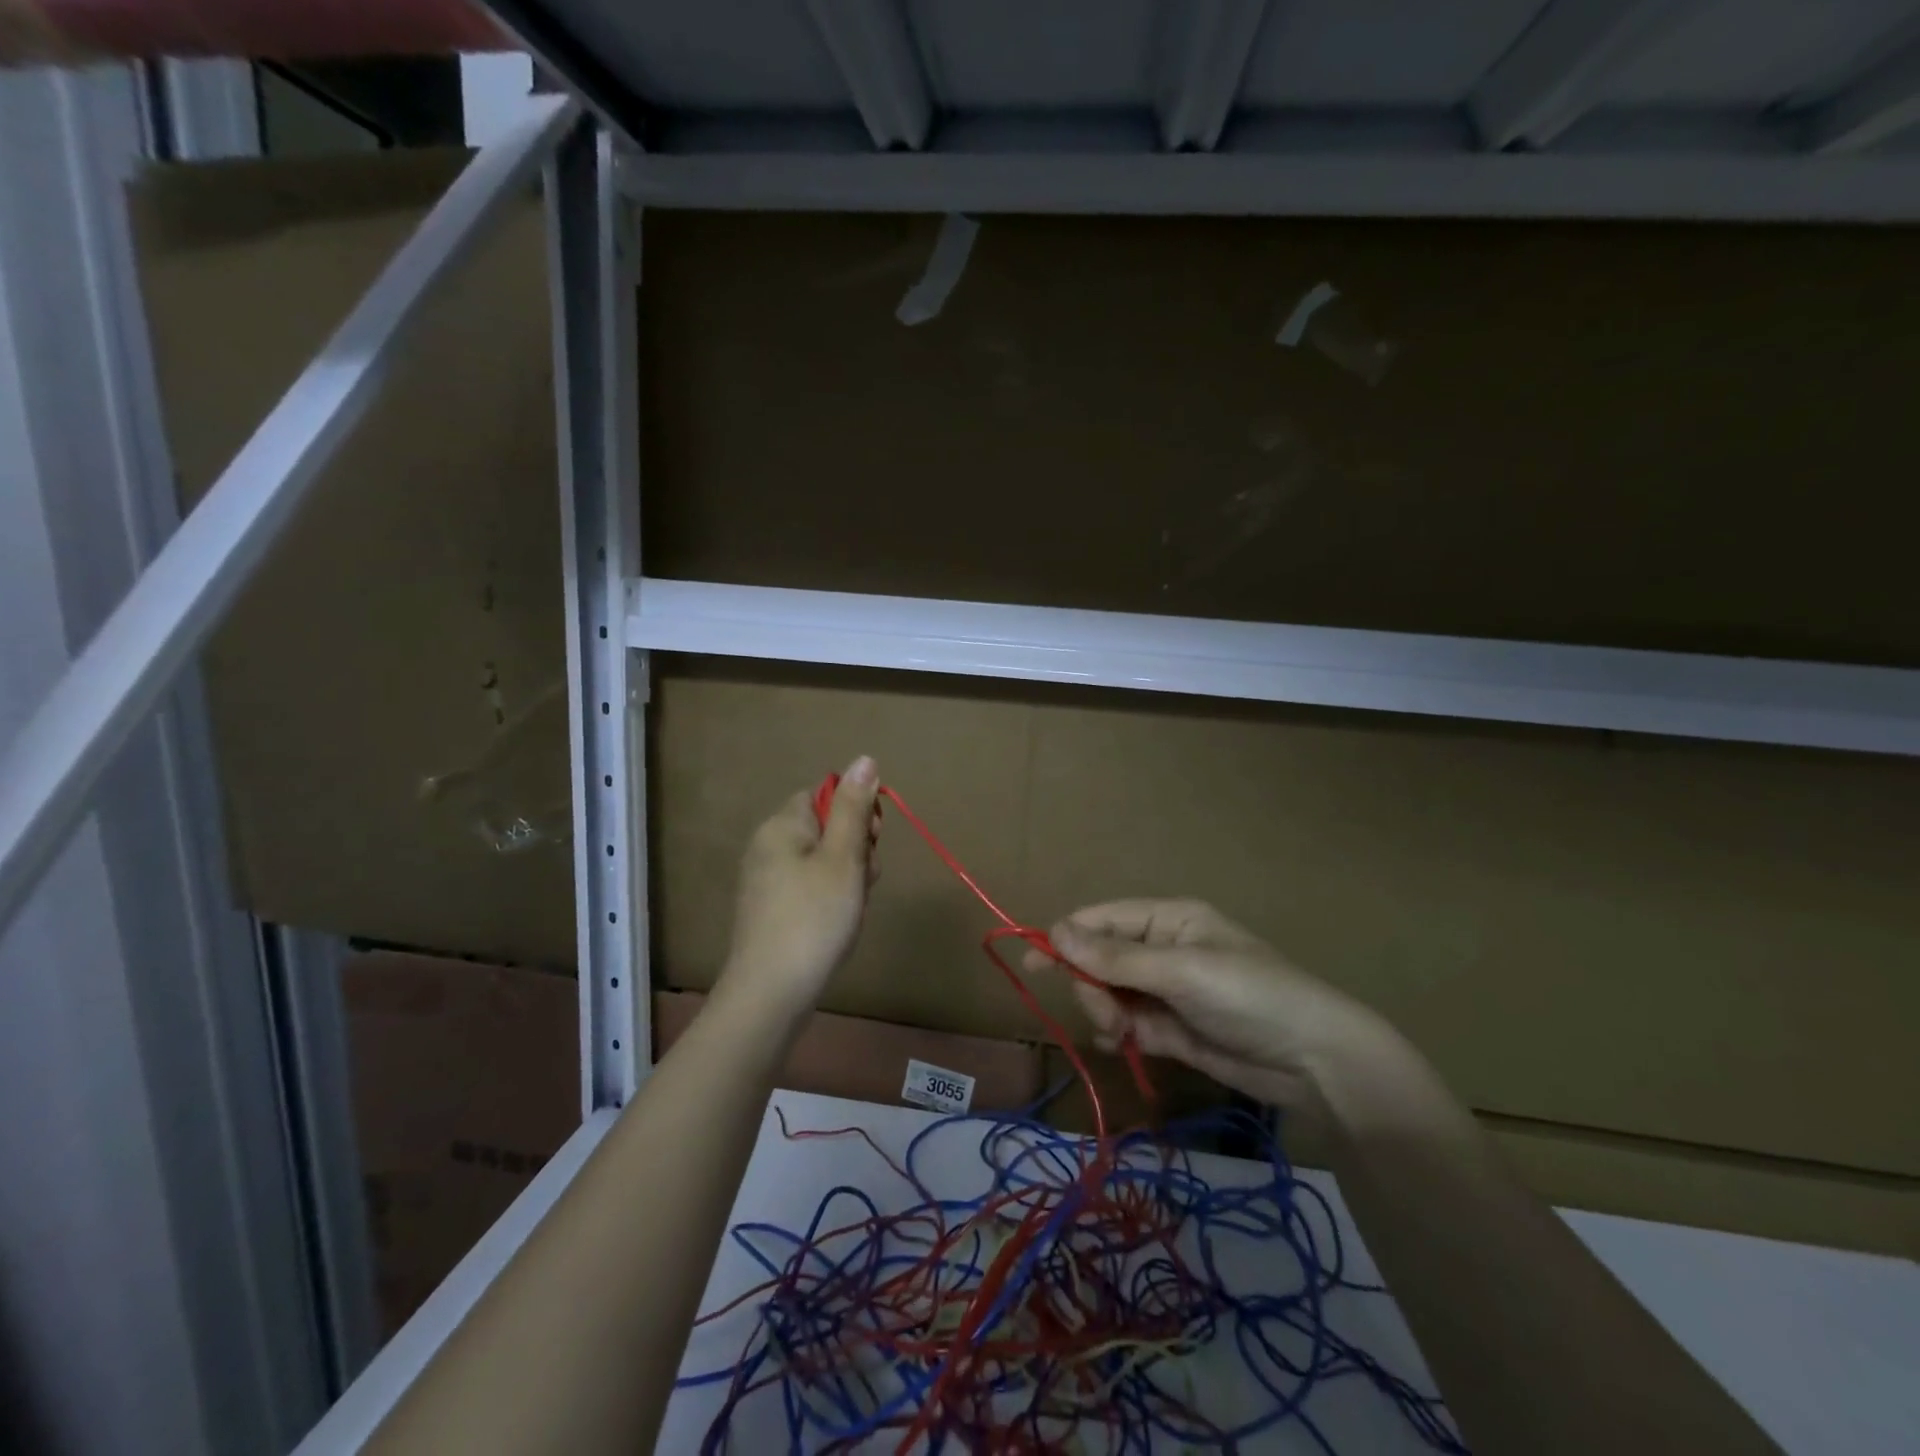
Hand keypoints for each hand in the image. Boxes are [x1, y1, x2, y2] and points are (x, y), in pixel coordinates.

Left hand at [717, 756, 881, 1018]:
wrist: (771, 993)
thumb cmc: (814, 918)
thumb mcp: (843, 857)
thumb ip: (854, 808)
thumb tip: (864, 759)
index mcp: (782, 825)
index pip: (825, 795)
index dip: (855, 813)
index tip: (872, 841)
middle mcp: (768, 846)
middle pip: (825, 827)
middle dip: (855, 848)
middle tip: (864, 879)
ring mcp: (766, 880)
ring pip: (822, 860)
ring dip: (848, 876)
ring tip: (853, 906)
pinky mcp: (770, 910)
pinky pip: (809, 887)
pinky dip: (830, 898)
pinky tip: (838, 923)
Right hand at [1025, 898, 1414, 1126]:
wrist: (1314, 1062)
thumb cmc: (1250, 996)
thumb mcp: (1181, 972)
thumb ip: (1115, 958)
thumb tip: (1054, 932)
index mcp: (1168, 919)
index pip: (1103, 920)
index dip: (1067, 937)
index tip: (1033, 962)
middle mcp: (1162, 950)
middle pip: (1100, 960)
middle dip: (1093, 985)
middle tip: (1106, 1013)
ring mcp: (1166, 991)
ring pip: (1109, 994)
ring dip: (1105, 1012)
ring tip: (1124, 1034)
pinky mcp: (1172, 1030)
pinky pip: (1127, 1024)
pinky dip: (1118, 1034)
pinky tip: (1123, 1045)